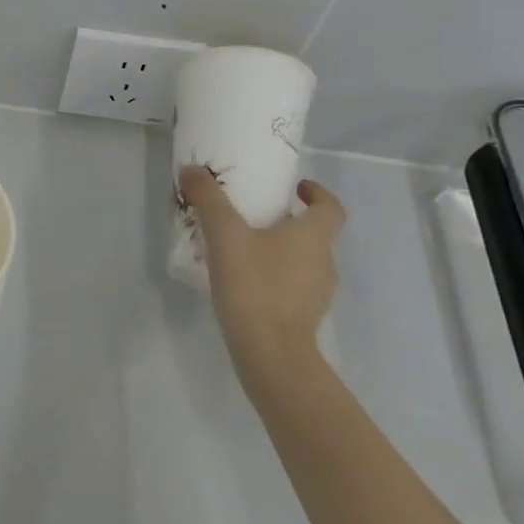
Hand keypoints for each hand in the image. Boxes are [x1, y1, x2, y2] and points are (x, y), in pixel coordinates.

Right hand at [177, 165, 345, 377]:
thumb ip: (208, 200)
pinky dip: (276, 277)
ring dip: (282, 250)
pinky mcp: (304, 317)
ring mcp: (318, 293)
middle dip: (290, 221)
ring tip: (245, 249)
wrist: (270, 353)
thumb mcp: (225, 235)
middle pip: (315, 234)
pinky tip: (246, 282)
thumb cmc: (255, 285)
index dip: (318, 194)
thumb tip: (192, 169)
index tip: (296, 188)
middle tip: (256, 216)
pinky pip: (294, 286)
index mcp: (314, 236)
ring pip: (304, 261)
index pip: (331, 207)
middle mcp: (324, 261)